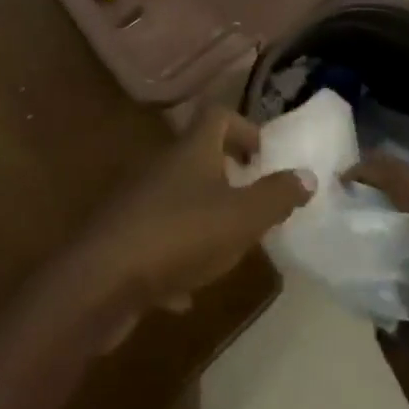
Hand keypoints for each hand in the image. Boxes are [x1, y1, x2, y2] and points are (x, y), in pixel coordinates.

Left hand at [63, 106, 312, 347]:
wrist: (101, 280)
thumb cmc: (180, 236)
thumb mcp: (242, 218)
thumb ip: (276, 196)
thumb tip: (306, 174)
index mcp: (192, 150)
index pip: (218, 115)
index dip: (244, 127)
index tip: (264, 155)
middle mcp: (163, 166)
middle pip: (197, 155)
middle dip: (227, 175)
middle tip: (252, 201)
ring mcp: (139, 201)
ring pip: (178, 197)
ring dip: (203, 216)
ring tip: (228, 247)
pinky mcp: (123, 237)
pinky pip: (158, 238)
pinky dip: (176, 258)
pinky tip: (186, 293)